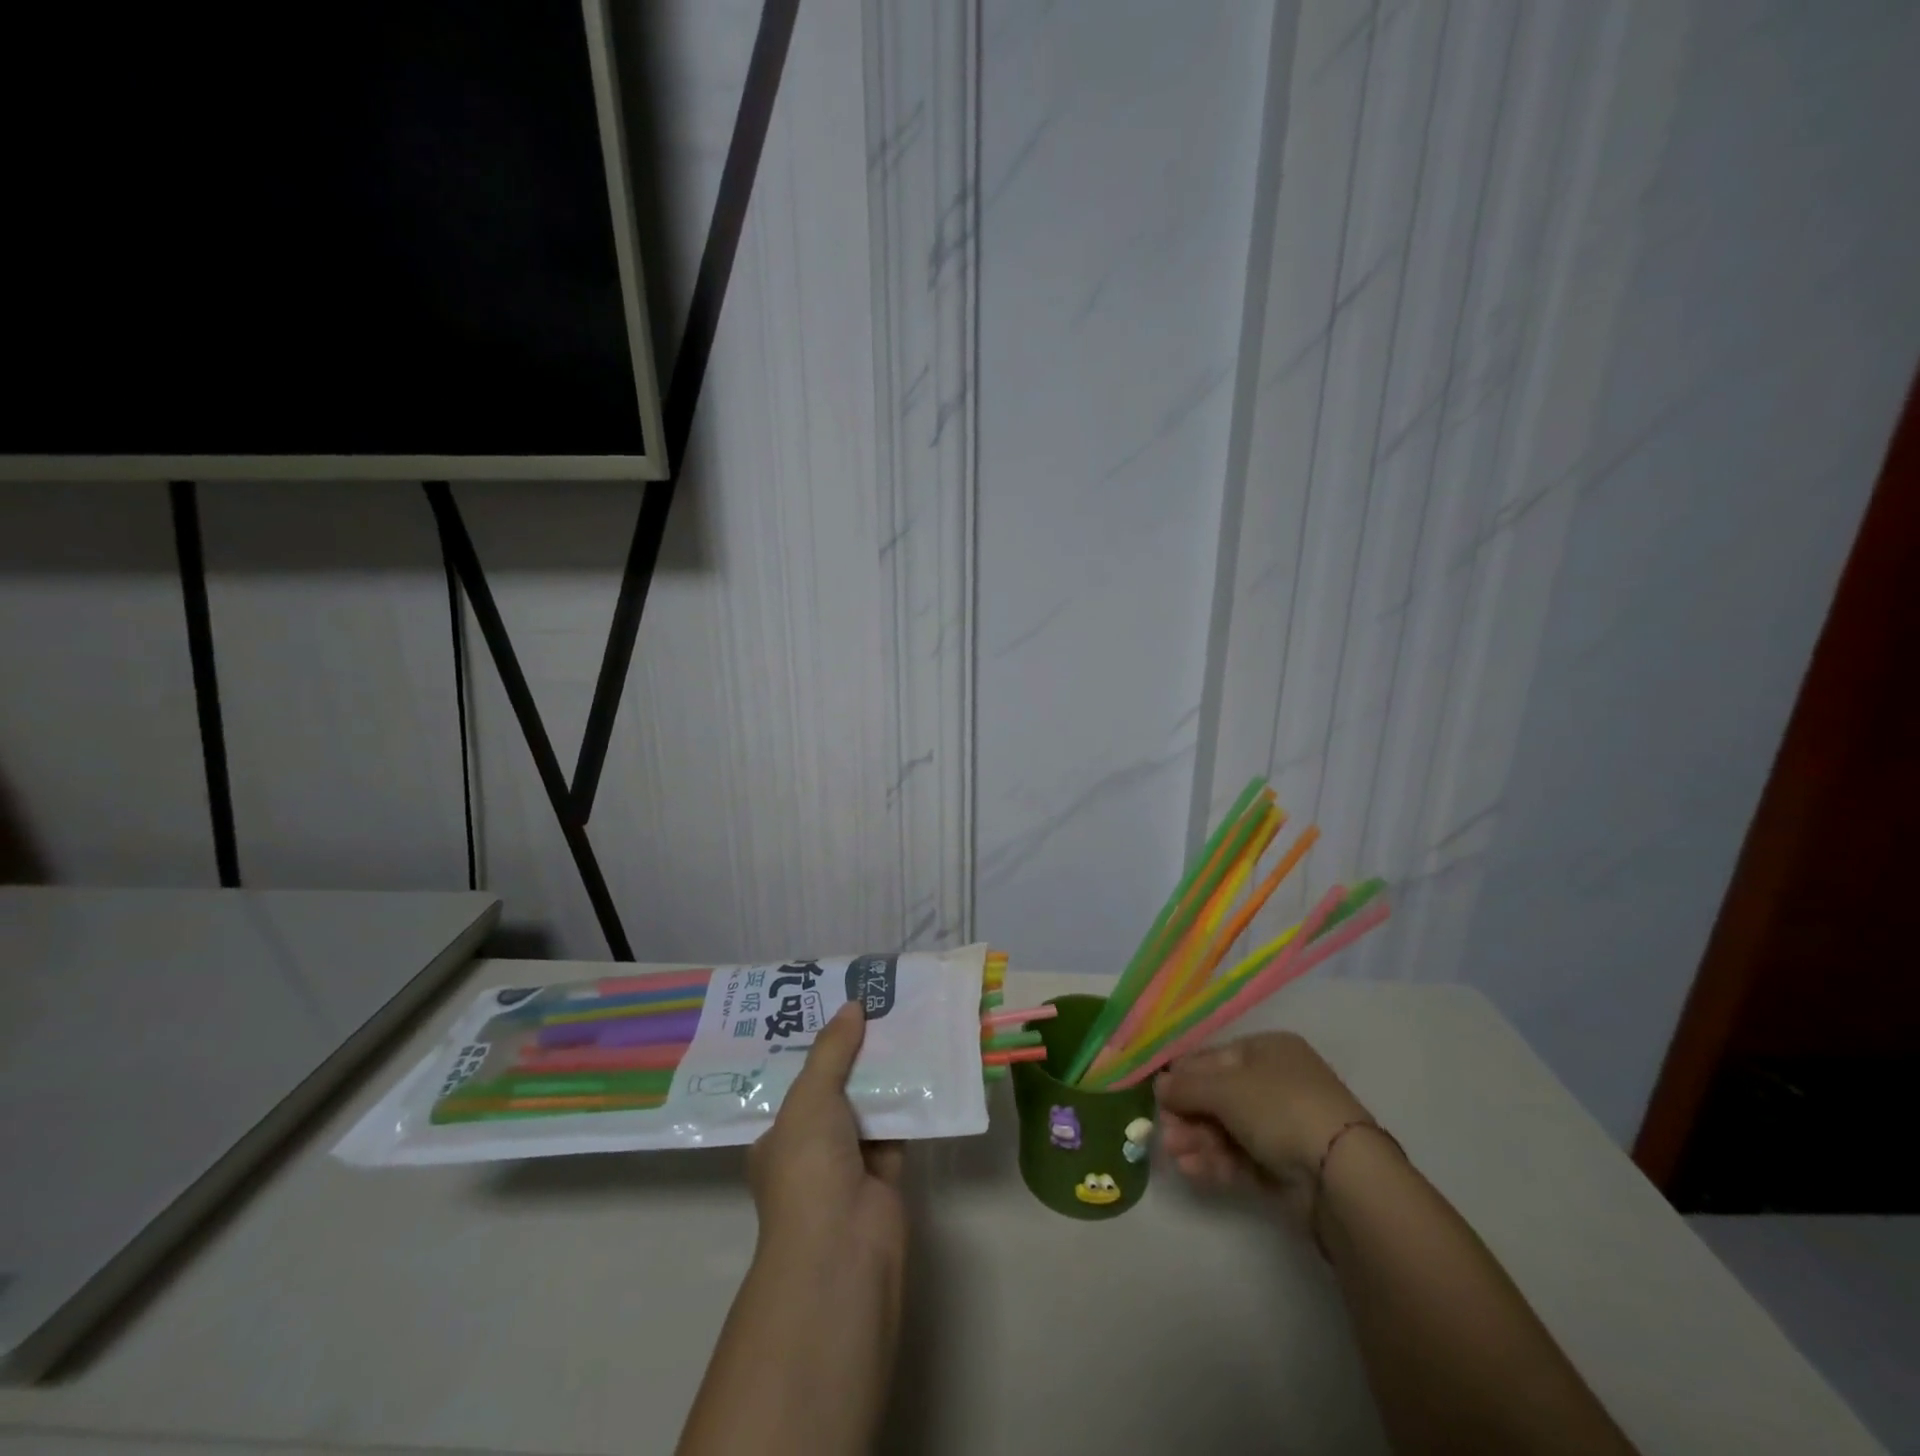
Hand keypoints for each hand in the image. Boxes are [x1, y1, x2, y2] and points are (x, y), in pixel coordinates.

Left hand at [748, 1002, 906, 1274]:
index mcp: (778, 1135)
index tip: (835, 1008)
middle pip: (835, 1088)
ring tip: (904, 1021)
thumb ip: (831, 1050)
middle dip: (854, 1053)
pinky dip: (909, 1100)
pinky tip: (925, 1062)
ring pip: (868, 1105)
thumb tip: (852, 1005)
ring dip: (884, 1073)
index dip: (814, 1045)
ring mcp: (849, 1162)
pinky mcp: (886, 1172)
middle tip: (876, 1005)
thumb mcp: (809, 1098)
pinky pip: (898, 1125)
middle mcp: (811, 1147)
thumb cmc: (808, 1167)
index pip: (795, 1081)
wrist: (842, 1245)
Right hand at [1154, 1031, 1372, 1227]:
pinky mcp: (1284, 1167)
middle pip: (1217, 1097)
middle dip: (1188, 1115)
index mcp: (1267, 1051)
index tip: (1158, 1098)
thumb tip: (1159, 1085)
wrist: (1340, 1173)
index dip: (1183, 1077)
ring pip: (1226, 1130)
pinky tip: (1193, 1171)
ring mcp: (1281, 1127)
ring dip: (1196, 1140)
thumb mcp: (1225, 1087)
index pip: (1213, 1059)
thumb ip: (1186, 1086)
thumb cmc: (1279, 1108)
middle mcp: (1275, 1083)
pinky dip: (1215, 1162)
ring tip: (1176, 1156)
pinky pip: (1240, 1158)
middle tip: (1165, 1134)